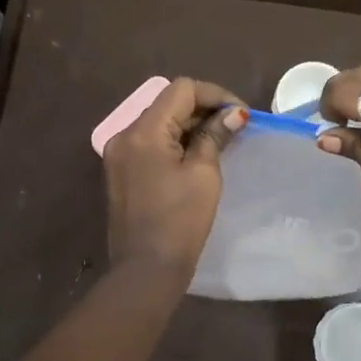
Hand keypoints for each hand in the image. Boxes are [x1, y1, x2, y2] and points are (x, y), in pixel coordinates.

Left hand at [103, 77, 246, 277]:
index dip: (216, 95)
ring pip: (160, 122)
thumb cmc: (180, 221)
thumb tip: (234, 114)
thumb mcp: (204, 174)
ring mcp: (119, 154)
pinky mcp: (121, 171)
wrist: (146, 270)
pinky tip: (198, 155)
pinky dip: (176, 141)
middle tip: (236, 127)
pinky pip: (151, 142)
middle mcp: (125, 135)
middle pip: (168, 103)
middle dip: (204, 109)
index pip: (182, 90)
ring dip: (191, 125)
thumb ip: (215, 136)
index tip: (241, 115)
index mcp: (144, 131)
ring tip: (222, 140)